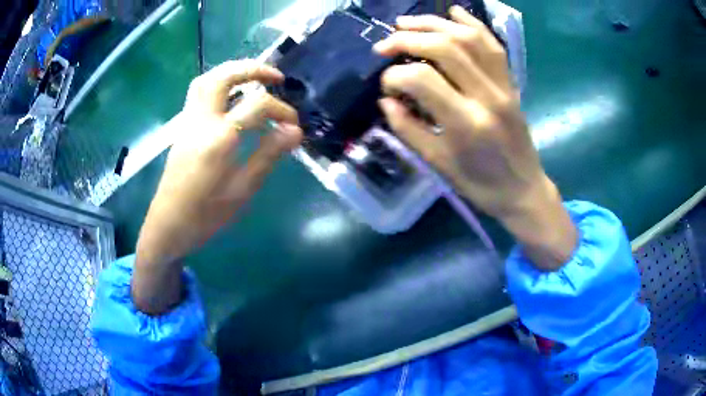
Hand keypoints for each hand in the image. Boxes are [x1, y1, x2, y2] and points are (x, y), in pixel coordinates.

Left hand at [133, 60, 301, 313]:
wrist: (168, 226)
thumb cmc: (206, 215)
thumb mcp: (242, 190)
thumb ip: (268, 155)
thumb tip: (294, 130)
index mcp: (219, 138)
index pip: (257, 105)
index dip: (281, 109)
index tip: (294, 125)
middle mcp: (201, 121)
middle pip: (224, 76)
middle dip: (253, 69)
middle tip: (276, 77)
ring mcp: (188, 122)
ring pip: (206, 79)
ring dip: (232, 71)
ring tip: (254, 79)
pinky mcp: (183, 128)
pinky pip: (199, 93)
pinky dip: (219, 83)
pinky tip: (232, 97)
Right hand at [375, 7, 575, 269]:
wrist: (523, 190)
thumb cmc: (480, 184)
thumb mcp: (438, 164)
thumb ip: (407, 128)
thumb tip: (386, 99)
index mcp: (466, 123)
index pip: (421, 79)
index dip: (394, 76)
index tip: (386, 87)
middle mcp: (487, 95)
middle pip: (444, 47)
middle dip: (407, 39)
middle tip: (384, 45)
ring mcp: (503, 85)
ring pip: (468, 38)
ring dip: (434, 23)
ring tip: (406, 22)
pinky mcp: (511, 83)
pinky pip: (493, 44)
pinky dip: (472, 23)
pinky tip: (453, 11)